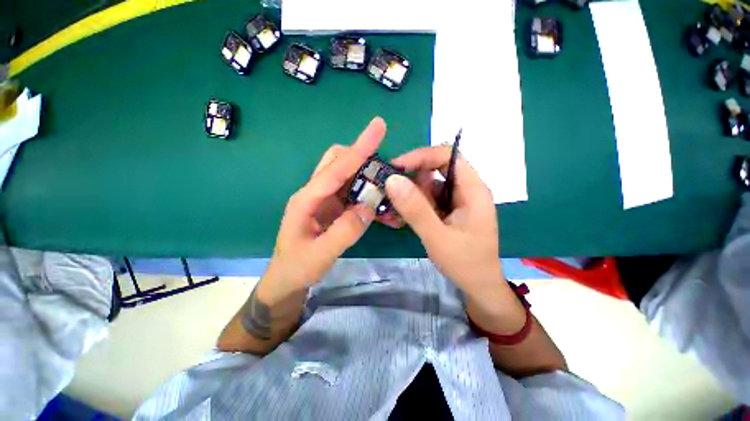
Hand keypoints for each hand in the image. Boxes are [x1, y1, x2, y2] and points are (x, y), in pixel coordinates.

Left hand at [264, 117, 385, 292]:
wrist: (287, 279)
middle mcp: (316, 193)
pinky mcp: (333, 208)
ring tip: (385, 190)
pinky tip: (378, 206)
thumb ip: (345, 231)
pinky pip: (352, 193)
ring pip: (347, 176)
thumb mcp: (320, 254)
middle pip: (338, 162)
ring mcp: (325, 200)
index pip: (336, 168)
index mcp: (307, 199)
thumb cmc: (297, 267)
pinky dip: (366, 195)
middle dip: (361, 158)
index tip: (378, 127)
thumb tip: (368, 207)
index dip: (359, 148)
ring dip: (367, 178)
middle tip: (383, 168)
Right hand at [386, 146, 505, 298]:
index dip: (421, 156)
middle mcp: (465, 189)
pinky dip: (414, 204)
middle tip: (390, 190)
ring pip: (429, 184)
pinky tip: (403, 216)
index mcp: (472, 189)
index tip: (396, 167)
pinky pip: (428, 198)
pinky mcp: (448, 210)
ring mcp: (456, 200)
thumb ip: (416, 209)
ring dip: (410, 193)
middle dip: (412, 177)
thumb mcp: (437, 237)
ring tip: (394, 208)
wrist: (479, 286)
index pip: (447, 156)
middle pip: (436, 168)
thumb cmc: (465, 263)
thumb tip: (392, 180)